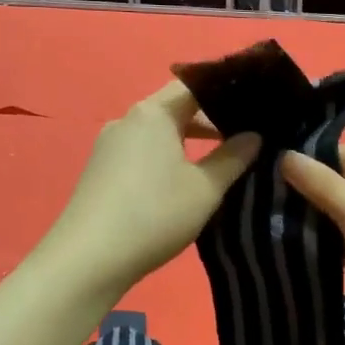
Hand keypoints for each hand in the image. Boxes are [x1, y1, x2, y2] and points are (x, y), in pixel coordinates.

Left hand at [41, 81, 260, 299]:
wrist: (89, 258)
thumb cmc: (155, 214)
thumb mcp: (205, 188)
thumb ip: (232, 158)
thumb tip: (254, 136)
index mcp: (153, 113)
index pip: (195, 85)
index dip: (226, 92)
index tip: (254, 107)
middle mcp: (127, 120)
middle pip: (174, 108)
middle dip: (209, 121)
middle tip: (244, 138)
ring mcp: (108, 146)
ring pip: (157, 133)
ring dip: (186, 143)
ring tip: (218, 162)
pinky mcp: (100, 171)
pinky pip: (140, 153)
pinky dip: (165, 159)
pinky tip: (180, 184)